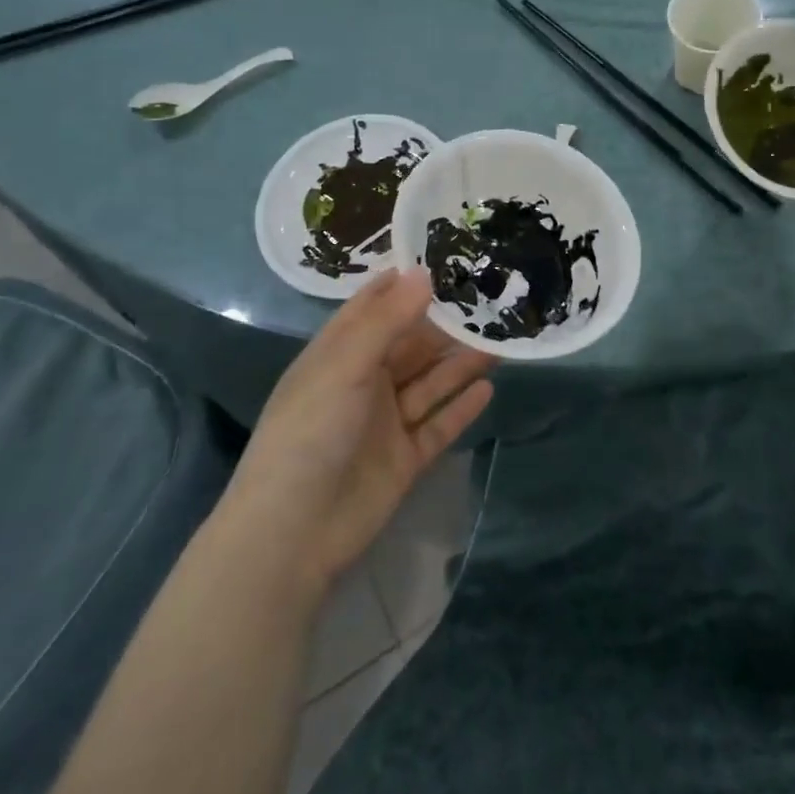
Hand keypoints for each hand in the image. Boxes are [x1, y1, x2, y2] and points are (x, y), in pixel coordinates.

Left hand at [225, 270, 494, 595]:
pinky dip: (462, 407)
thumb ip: (388, 321)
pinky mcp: (405, 458)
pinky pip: (439, 425)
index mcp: (339, 356)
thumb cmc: (310, 434)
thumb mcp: (345, 367)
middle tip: (491, 300)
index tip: (448, 258)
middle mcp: (364, 383)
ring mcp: (386, 422)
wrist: (293, 534)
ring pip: (431, 383)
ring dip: (461, 363)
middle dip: (447, 325)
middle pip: (412, 345)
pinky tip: (489, 388)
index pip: (374, 308)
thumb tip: (425, 273)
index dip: (406, 284)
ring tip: (501, 340)